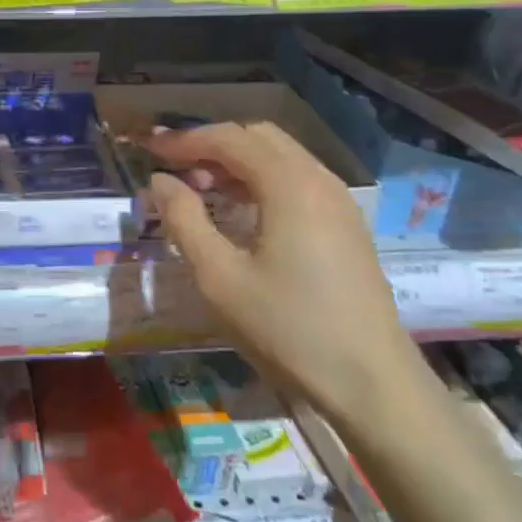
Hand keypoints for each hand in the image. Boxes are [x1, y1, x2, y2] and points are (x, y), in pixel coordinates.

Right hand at [148, 122, 424, 426]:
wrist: (372, 384)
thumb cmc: (288, 329)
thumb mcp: (220, 278)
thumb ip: (184, 220)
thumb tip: (160, 180)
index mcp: (289, 185)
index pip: (229, 138)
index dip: (185, 140)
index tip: (149, 151)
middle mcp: (319, 180)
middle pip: (258, 137)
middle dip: (211, 145)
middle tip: (174, 170)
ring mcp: (339, 201)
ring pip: (280, 157)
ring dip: (236, 162)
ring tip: (199, 190)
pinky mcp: (346, 225)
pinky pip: (297, 180)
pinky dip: (261, 180)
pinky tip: (239, 212)